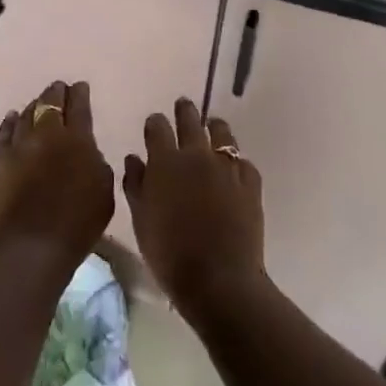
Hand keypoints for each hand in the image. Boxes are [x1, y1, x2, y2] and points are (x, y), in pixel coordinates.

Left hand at [0, 80, 114, 262]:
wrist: (32, 244)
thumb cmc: (78, 221)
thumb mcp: (104, 190)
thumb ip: (96, 163)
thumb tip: (87, 152)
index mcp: (78, 138)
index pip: (79, 106)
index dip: (80, 94)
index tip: (80, 86)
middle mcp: (47, 133)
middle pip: (50, 103)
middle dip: (56, 93)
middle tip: (59, 88)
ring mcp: (20, 145)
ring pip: (27, 113)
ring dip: (35, 105)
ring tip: (38, 102)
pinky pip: (5, 132)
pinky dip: (11, 121)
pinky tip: (14, 117)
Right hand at [122, 98, 265, 321]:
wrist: (218, 279)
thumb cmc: (169, 253)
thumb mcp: (141, 220)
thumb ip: (135, 184)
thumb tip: (134, 158)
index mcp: (165, 161)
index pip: (158, 127)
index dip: (155, 123)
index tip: (154, 124)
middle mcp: (196, 154)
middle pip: (190, 119)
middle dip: (184, 110)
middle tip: (183, 106)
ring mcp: (227, 167)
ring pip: (222, 133)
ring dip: (215, 128)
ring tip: (213, 127)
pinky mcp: (251, 182)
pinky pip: (243, 162)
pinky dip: (236, 162)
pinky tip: (234, 169)